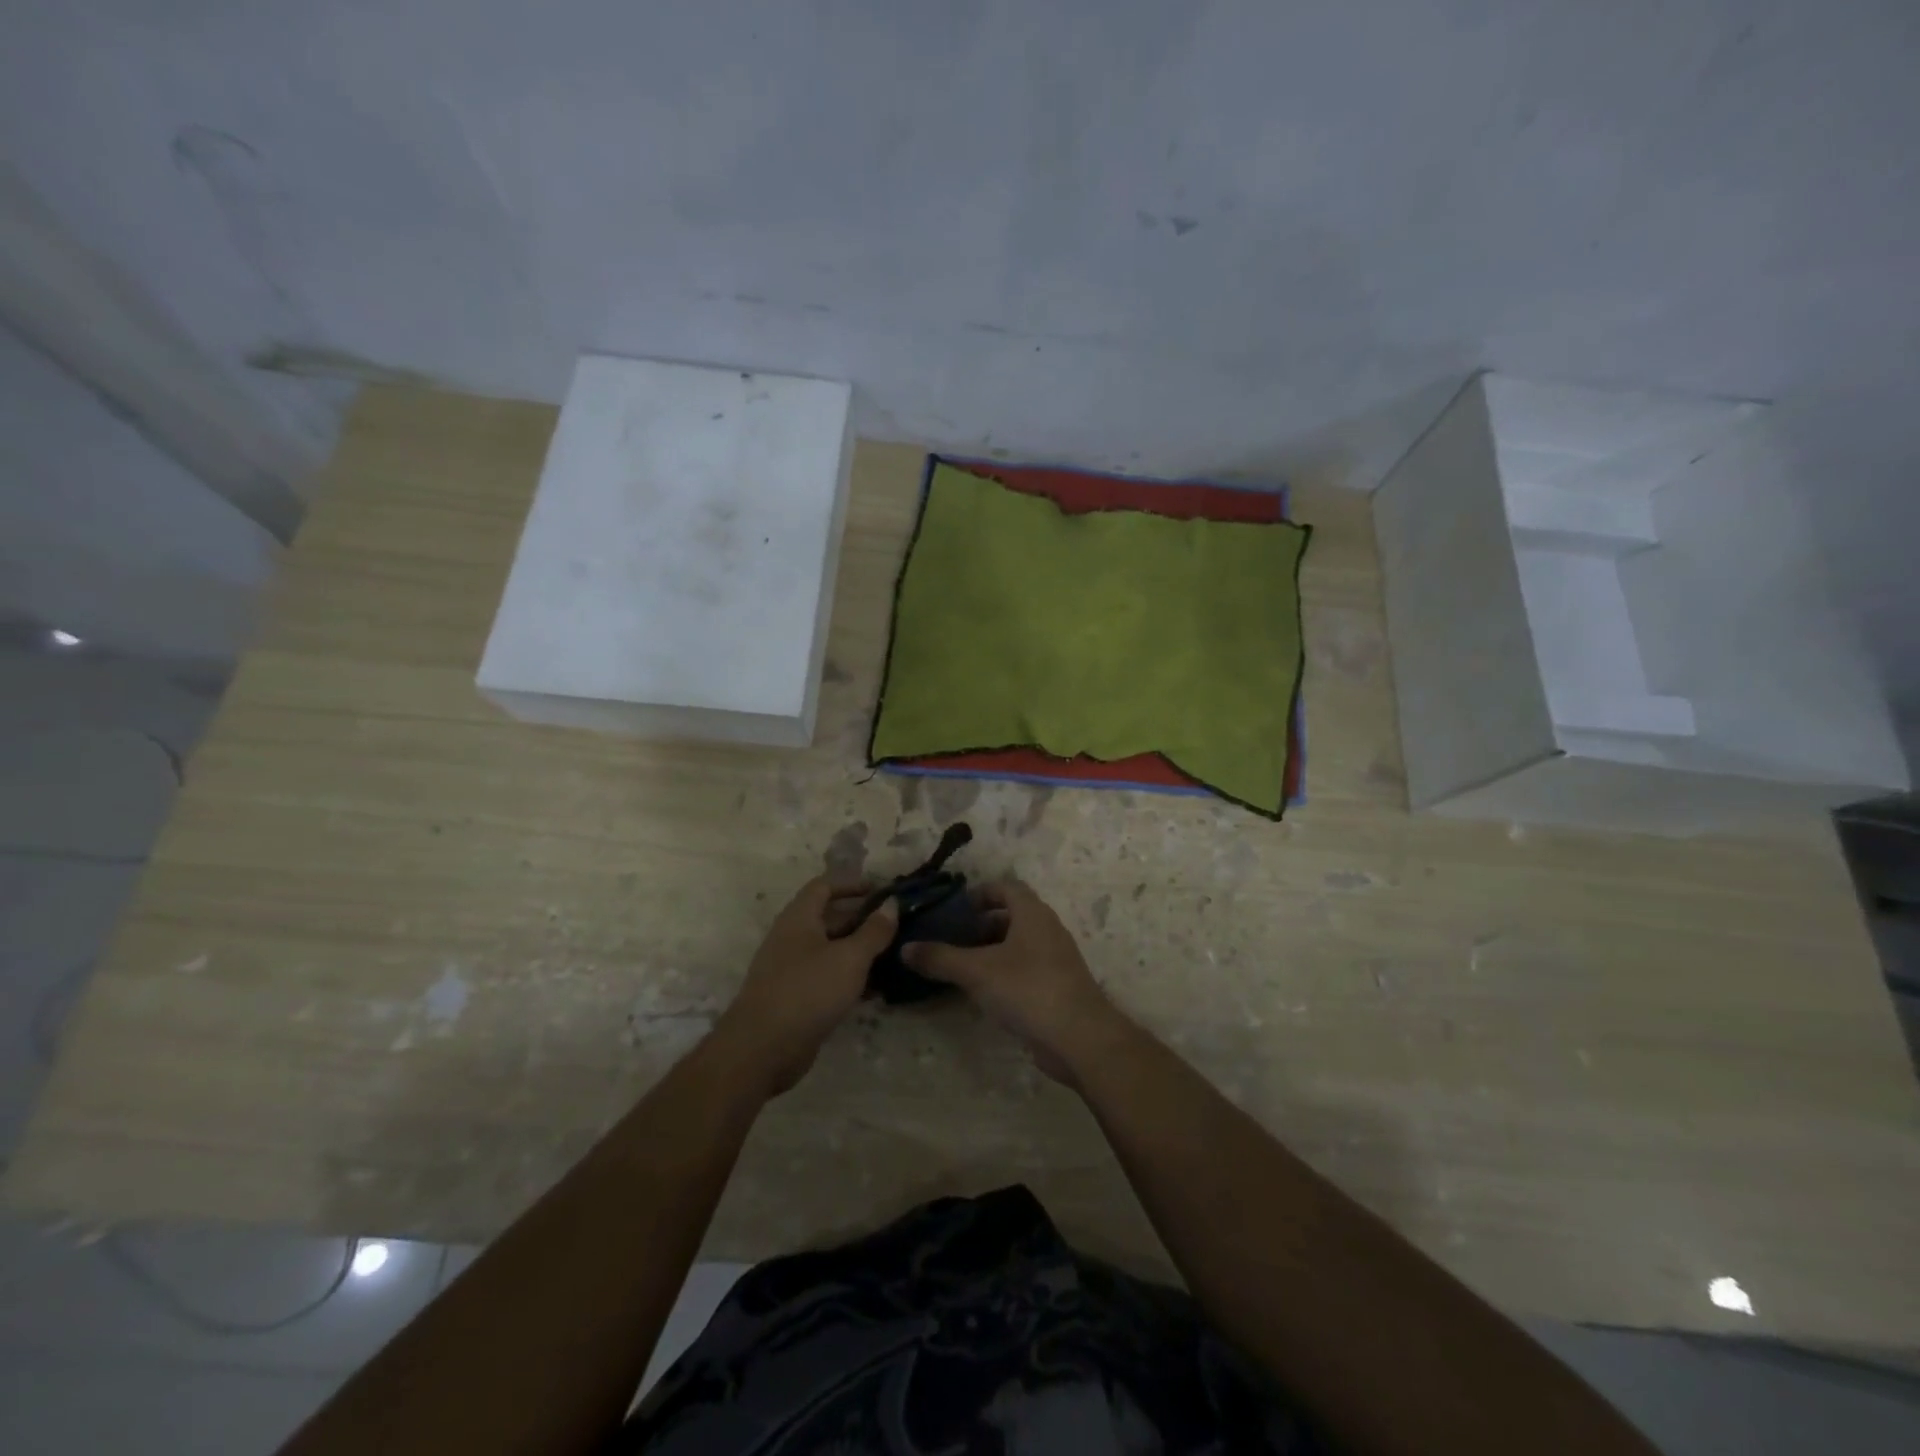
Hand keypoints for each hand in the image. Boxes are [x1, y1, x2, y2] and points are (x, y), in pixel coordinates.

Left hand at [716, 878, 896, 1096]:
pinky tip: (877, 990)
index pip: (824, 886)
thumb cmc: (808, 991)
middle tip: (896, 926)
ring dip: (859, 951)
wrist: (762, 1049)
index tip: (881, 891)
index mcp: (799, 918)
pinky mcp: (796, 998)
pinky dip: (850, 978)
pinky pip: (827, 978)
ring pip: (831, 951)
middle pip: (829, 918)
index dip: (852, 884)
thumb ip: (874, 931)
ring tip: (894, 956)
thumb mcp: (849, 958)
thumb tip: (892, 904)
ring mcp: (792, 970)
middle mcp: (792, 938)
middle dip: (862, 920)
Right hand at [902, 880, 1129, 1084]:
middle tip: (949, 939)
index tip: (953, 910)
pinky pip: (1024, 969)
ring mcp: (1055, 959)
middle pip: (1010, 915)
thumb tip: (904, 948)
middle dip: (979, 925)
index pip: (1005, 887)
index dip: (979, 893)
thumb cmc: (1028, 989)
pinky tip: (981, 993)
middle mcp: (1046, 929)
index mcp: (1032, 913)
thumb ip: (940, 958)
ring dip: (989, 951)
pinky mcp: (1056, 986)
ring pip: (1017, 944)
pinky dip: (1002, 973)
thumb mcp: (977, 971)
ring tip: (958, 966)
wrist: (1080, 1038)